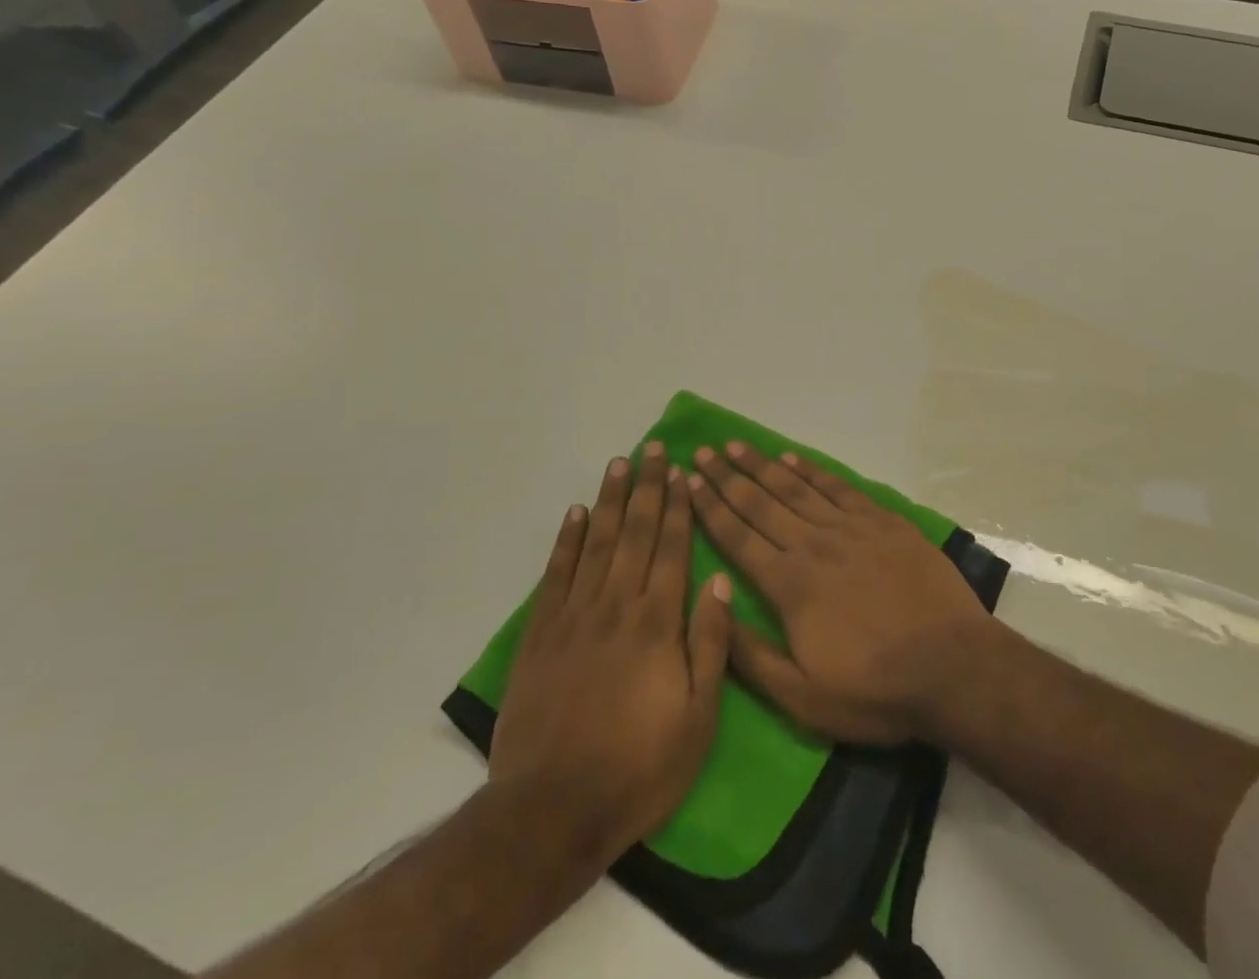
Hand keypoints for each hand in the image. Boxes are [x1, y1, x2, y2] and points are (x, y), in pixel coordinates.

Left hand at [490, 445, 733, 866]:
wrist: (552, 810)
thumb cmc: (639, 767)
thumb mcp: (698, 718)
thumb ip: (710, 643)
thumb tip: (718, 579)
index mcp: (658, 622)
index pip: (673, 548)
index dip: (679, 507)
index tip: (682, 472)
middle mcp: (617, 605)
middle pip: (636, 533)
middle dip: (648, 488)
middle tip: (652, 448)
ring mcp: (575, 616)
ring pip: (597, 542)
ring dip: (611, 500)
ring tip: (619, 463)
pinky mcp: (541, 634)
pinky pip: (556, 574)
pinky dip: (567, 540)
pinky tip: (576, 513)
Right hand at [688, 443, 996, 745]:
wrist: (953, 665)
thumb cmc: (875, 689)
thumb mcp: (803, 697)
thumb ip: (751, 656)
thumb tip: (714, 608)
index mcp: (789, 585)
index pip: (738, 537)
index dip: (710, 508)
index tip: (688, 480)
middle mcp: (813, 545)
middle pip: (760, 503)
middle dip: (727, 477)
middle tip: (704, 451)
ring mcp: (850, 528)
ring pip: (795, 488)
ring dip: (762, 466)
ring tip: (737, 445)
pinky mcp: (882, 521)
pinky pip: (838, 487)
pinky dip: (811, 471)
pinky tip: (792, 458)